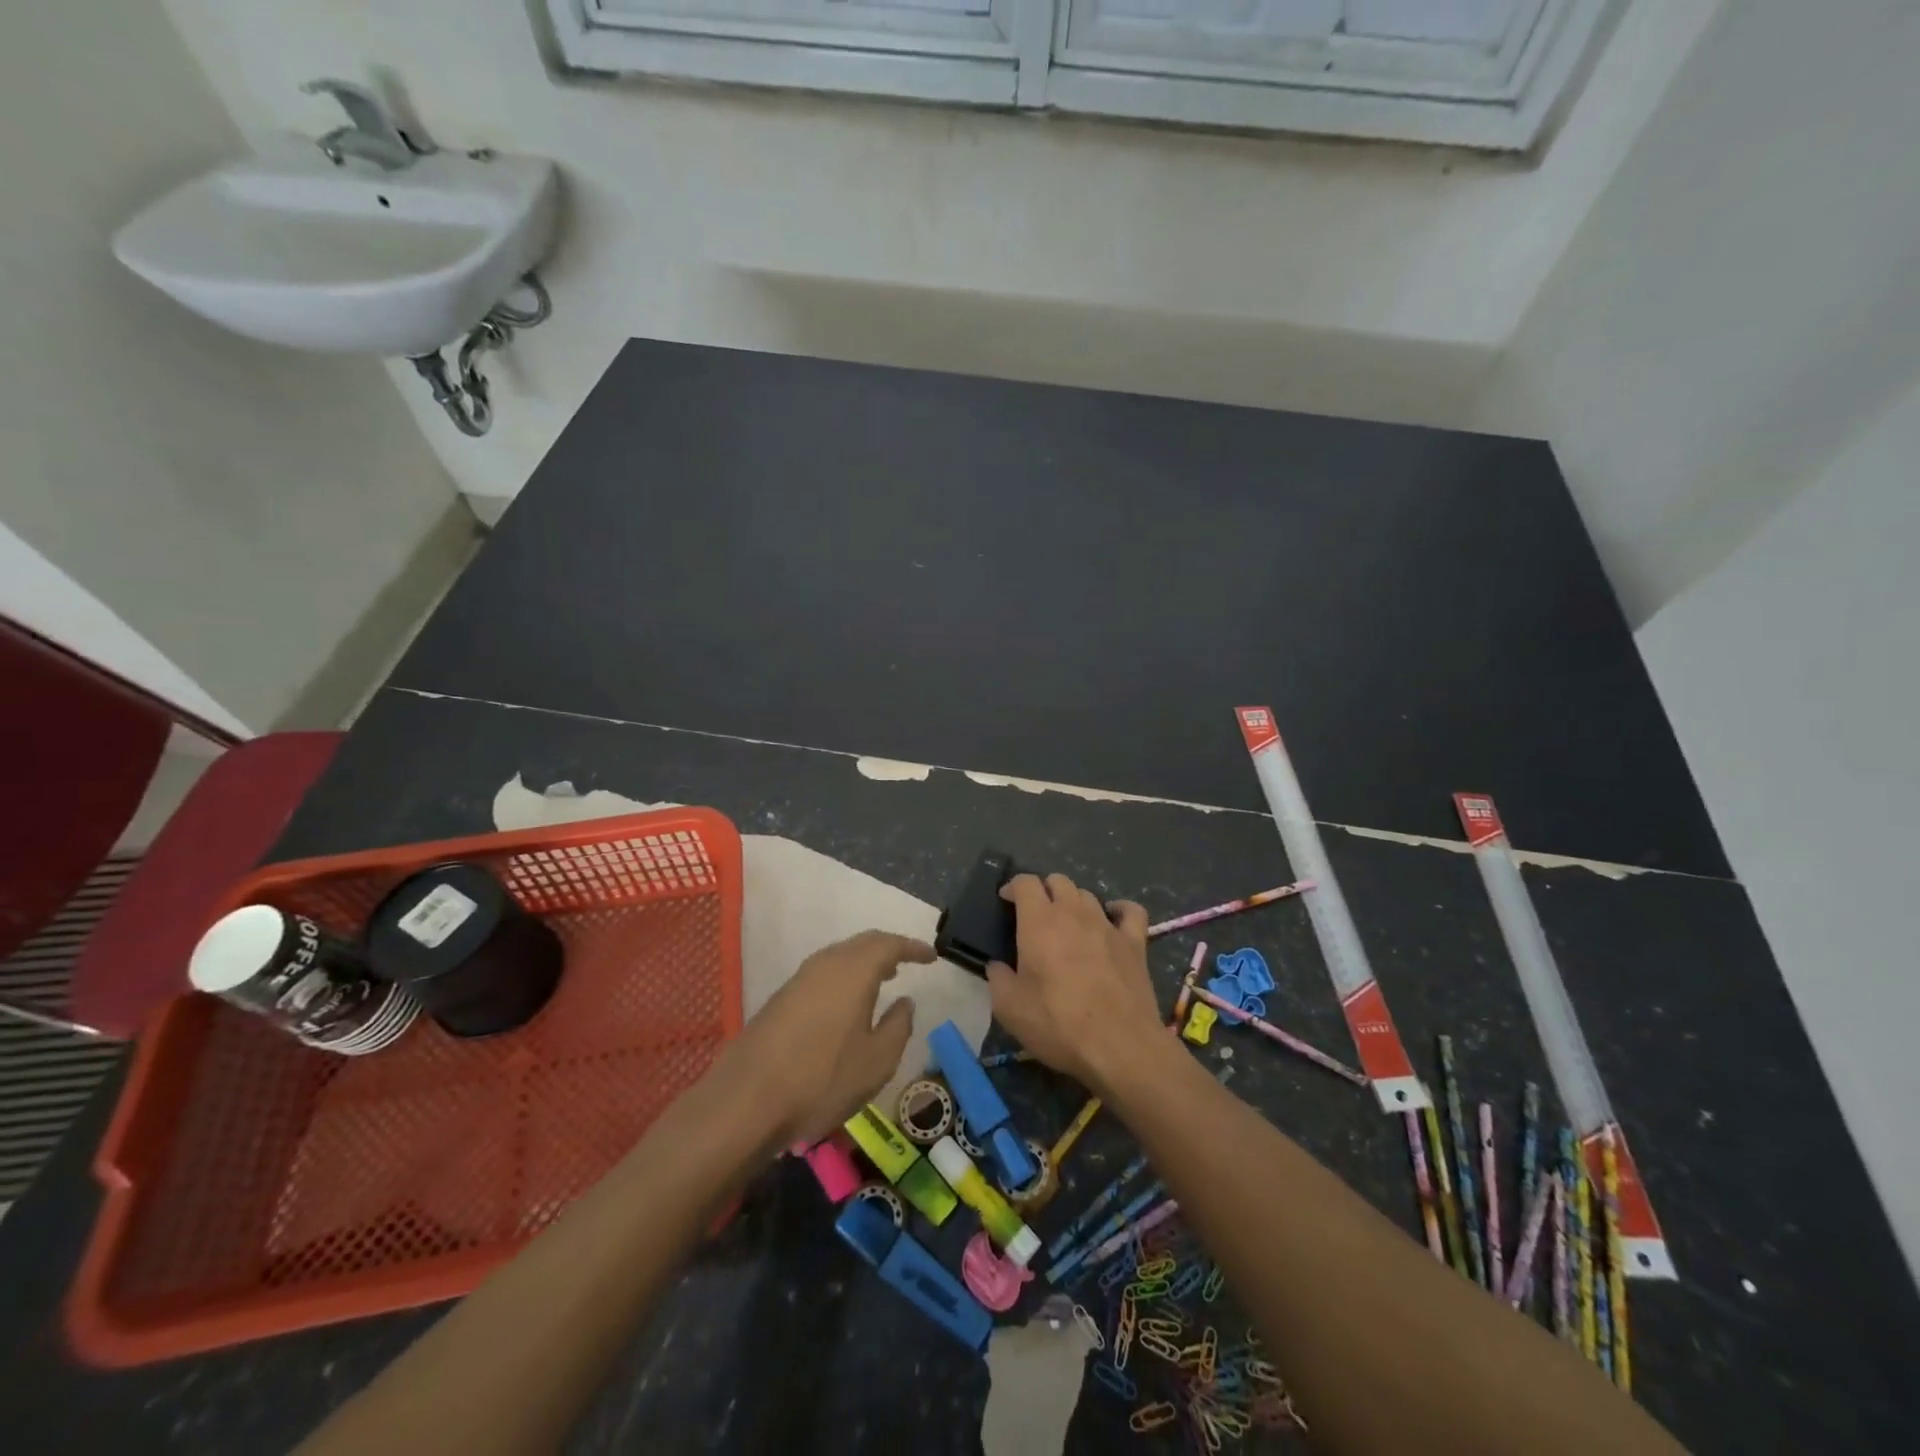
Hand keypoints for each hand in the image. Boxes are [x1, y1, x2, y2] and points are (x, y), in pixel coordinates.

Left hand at [719, 930, 933, 1145]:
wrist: (746, 1099)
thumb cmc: (822, 1078)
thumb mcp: (877, 1061)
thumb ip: (899, 1026)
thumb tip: (905, 1002)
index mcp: (854, 970)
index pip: (890, 944)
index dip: (913, 948)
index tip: (931, 956)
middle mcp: (826, 963)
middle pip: (863, 944)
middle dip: (888, 949)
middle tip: (908, 961)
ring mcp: (800, 979)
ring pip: (840, 957)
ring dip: (865, 962)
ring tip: (883, 978)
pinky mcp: (782, 998)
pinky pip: (824, 973)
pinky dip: (845, 976)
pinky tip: (848, 1002)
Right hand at [985, 874, 1161, 1095]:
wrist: (1119, 1046)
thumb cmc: (1058, 1024)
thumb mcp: (1009, 1008)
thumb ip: (998, 979)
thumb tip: (997, 966)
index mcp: (1039, 922)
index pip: (1025, 882)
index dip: (1013, 886)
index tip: (1005, 901)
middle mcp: (1073, 913)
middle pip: (1058, 881)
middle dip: (1044, 890)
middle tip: (1035, 915)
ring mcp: (1107, 925)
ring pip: (1088, 895)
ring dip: (1074, 902)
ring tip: (1068, 923)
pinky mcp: (1135, 942)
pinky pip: (1130, 911)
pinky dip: (1119, 910)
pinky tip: (1112, 920)